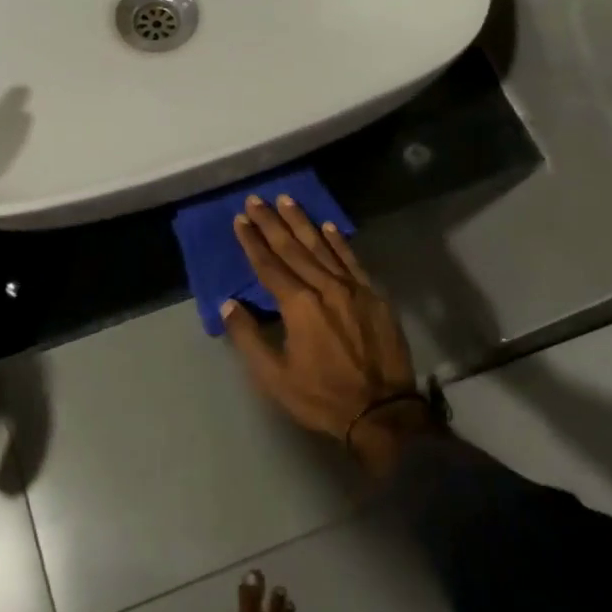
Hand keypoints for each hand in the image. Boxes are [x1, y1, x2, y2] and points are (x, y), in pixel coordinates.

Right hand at [221, 195, 419, 442]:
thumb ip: (248, 337)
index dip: (252, 242)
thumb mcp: (274, 377)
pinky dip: (339, 241)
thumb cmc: (322, 396)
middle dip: (272, 223)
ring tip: (286, 200)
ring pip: (323, 247)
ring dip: (302, 223)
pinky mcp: (374, 296)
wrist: (383, 412)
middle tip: (257, 199)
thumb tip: (228, 304)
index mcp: (299, 305)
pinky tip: (328, 226)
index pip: (269, 266)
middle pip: (293, 248)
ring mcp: (353, 288)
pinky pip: (352, 260)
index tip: (240, 219)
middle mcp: (325, 287)